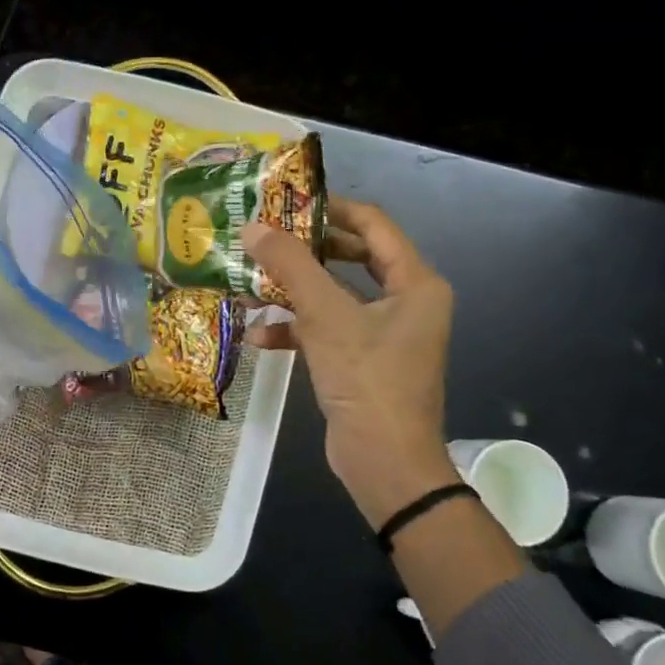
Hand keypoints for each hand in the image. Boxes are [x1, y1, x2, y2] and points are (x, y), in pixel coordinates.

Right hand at [242, 198, 459, 530]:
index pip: (373, 224)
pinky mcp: (362, 361)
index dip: (330, 209)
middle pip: (351, 258)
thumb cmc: (366, 379)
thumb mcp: (326, 316)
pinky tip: (259, 336)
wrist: (384, 462)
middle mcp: (405, 301)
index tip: (285, 203)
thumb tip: (252, 228)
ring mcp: (383, 334)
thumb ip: (290, 266)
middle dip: (304, 251)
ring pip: (333, 296)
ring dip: (293, 292)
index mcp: (415, 282)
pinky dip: (296, 330)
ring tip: (250, 283)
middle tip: (263, 239)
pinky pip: (327, 331)